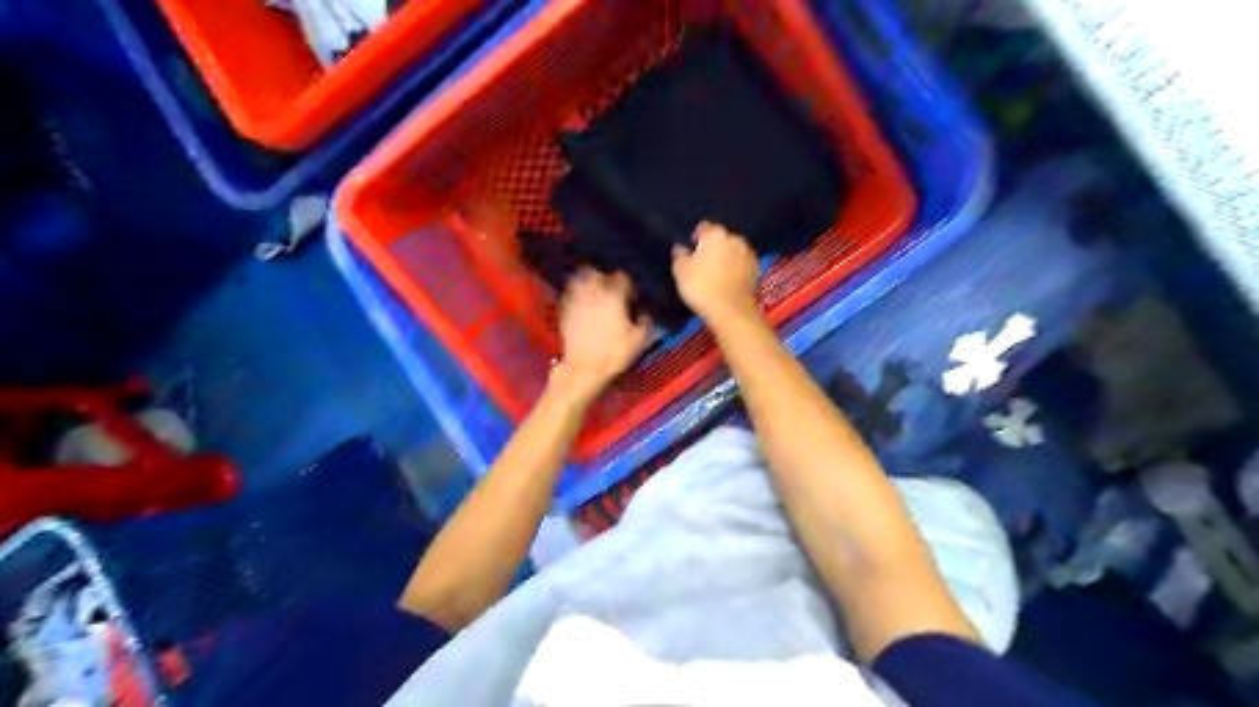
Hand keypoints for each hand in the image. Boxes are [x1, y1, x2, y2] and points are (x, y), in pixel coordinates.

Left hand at [551, 267, 647, 402]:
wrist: (583, 369)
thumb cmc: (614, 354)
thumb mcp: (639, 340)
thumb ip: (645, 321)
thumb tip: (645, 313)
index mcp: (614, 296)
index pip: (622, 277)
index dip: (629, 283)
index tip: (632, 294)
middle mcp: (594, 293)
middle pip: (598, 273)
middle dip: (605, 277)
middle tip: (612, 288)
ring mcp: (577, 300)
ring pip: (581, 279)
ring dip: (588, 281)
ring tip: (595, 290)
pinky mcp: (565, 311)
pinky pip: (570, 294)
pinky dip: (576, 293)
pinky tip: (581, 301)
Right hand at [675, 221, 761, 323]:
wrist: (730, 310)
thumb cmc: (701, 287)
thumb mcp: (680, 271)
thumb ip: (679, 255)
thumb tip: (680, 247)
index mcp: (715, 234)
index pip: (704, 227)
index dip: (696, 238)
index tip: (691, 250)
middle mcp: (734, 238)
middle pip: (720, 237)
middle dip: (713, 246)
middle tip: (703, 262)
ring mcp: (747, 252)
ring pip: (733, 249)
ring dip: (726, 255)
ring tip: (717, 271)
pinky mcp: (756, 267)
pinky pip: (742, 262)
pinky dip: (736, 266)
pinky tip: (729, 278)